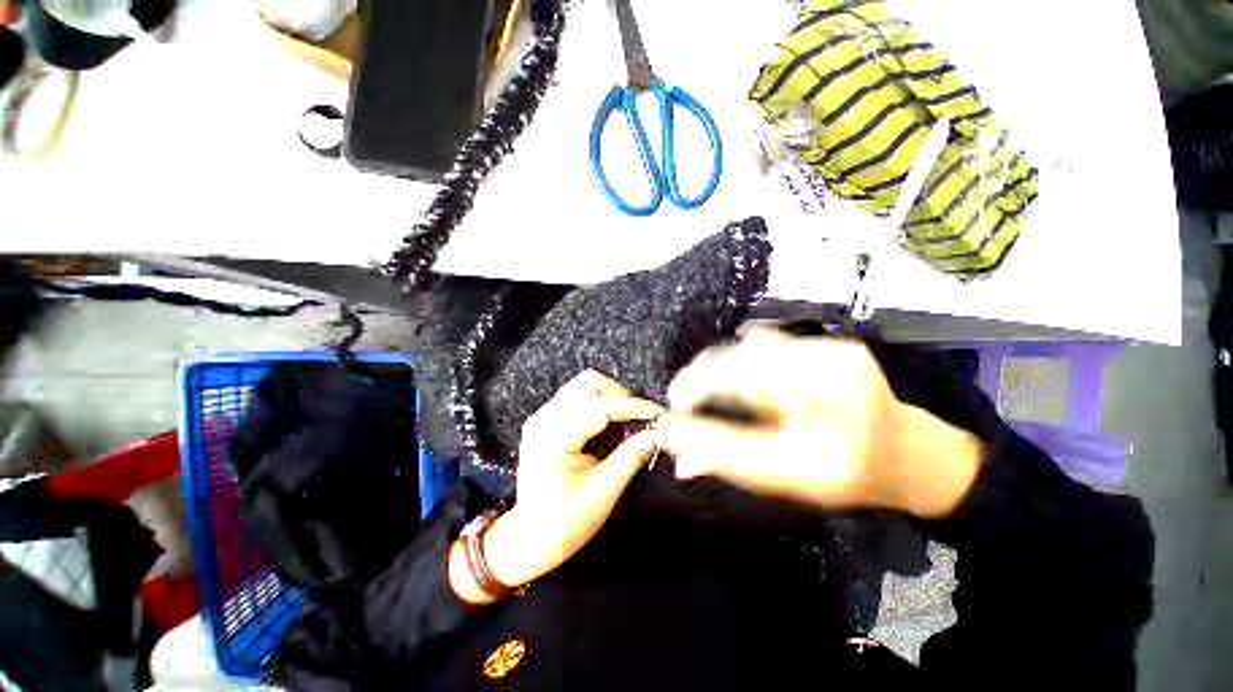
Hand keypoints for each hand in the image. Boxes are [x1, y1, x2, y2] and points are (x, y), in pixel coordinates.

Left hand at [449, 370, 662, 603]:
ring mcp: (543, 417)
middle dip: (621, 395)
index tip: (658, 413)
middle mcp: (545, 417)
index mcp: (554, 434)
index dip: (634, 407)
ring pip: (584, 387)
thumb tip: (657, 434)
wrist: (529, 539)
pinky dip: (600, 405)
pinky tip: (612, 424)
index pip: (601, 406)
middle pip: (589, 382)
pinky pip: (579, 399)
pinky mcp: (547, 421)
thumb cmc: (564, 522)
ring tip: (630, 420)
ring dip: (611, 398)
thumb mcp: (603, 491)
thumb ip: (631, 456)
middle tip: (641, 416)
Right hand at [655, 327, 981, 518]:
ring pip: (749, 348)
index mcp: (827, 435)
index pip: (739, 425)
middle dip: (698, 381)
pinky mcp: (832, 343)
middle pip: (739, 367)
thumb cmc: (851, 474)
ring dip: (717, 365)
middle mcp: (833, 385)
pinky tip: (737, 371)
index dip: (694, 417)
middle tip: (681, 398)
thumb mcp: (790, 480)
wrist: (913, 449)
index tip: (665, 421)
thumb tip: (681, 460)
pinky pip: (767, 340)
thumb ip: (731, 464)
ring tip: (704, 385)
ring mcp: (835, 355)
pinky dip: (740, 354)